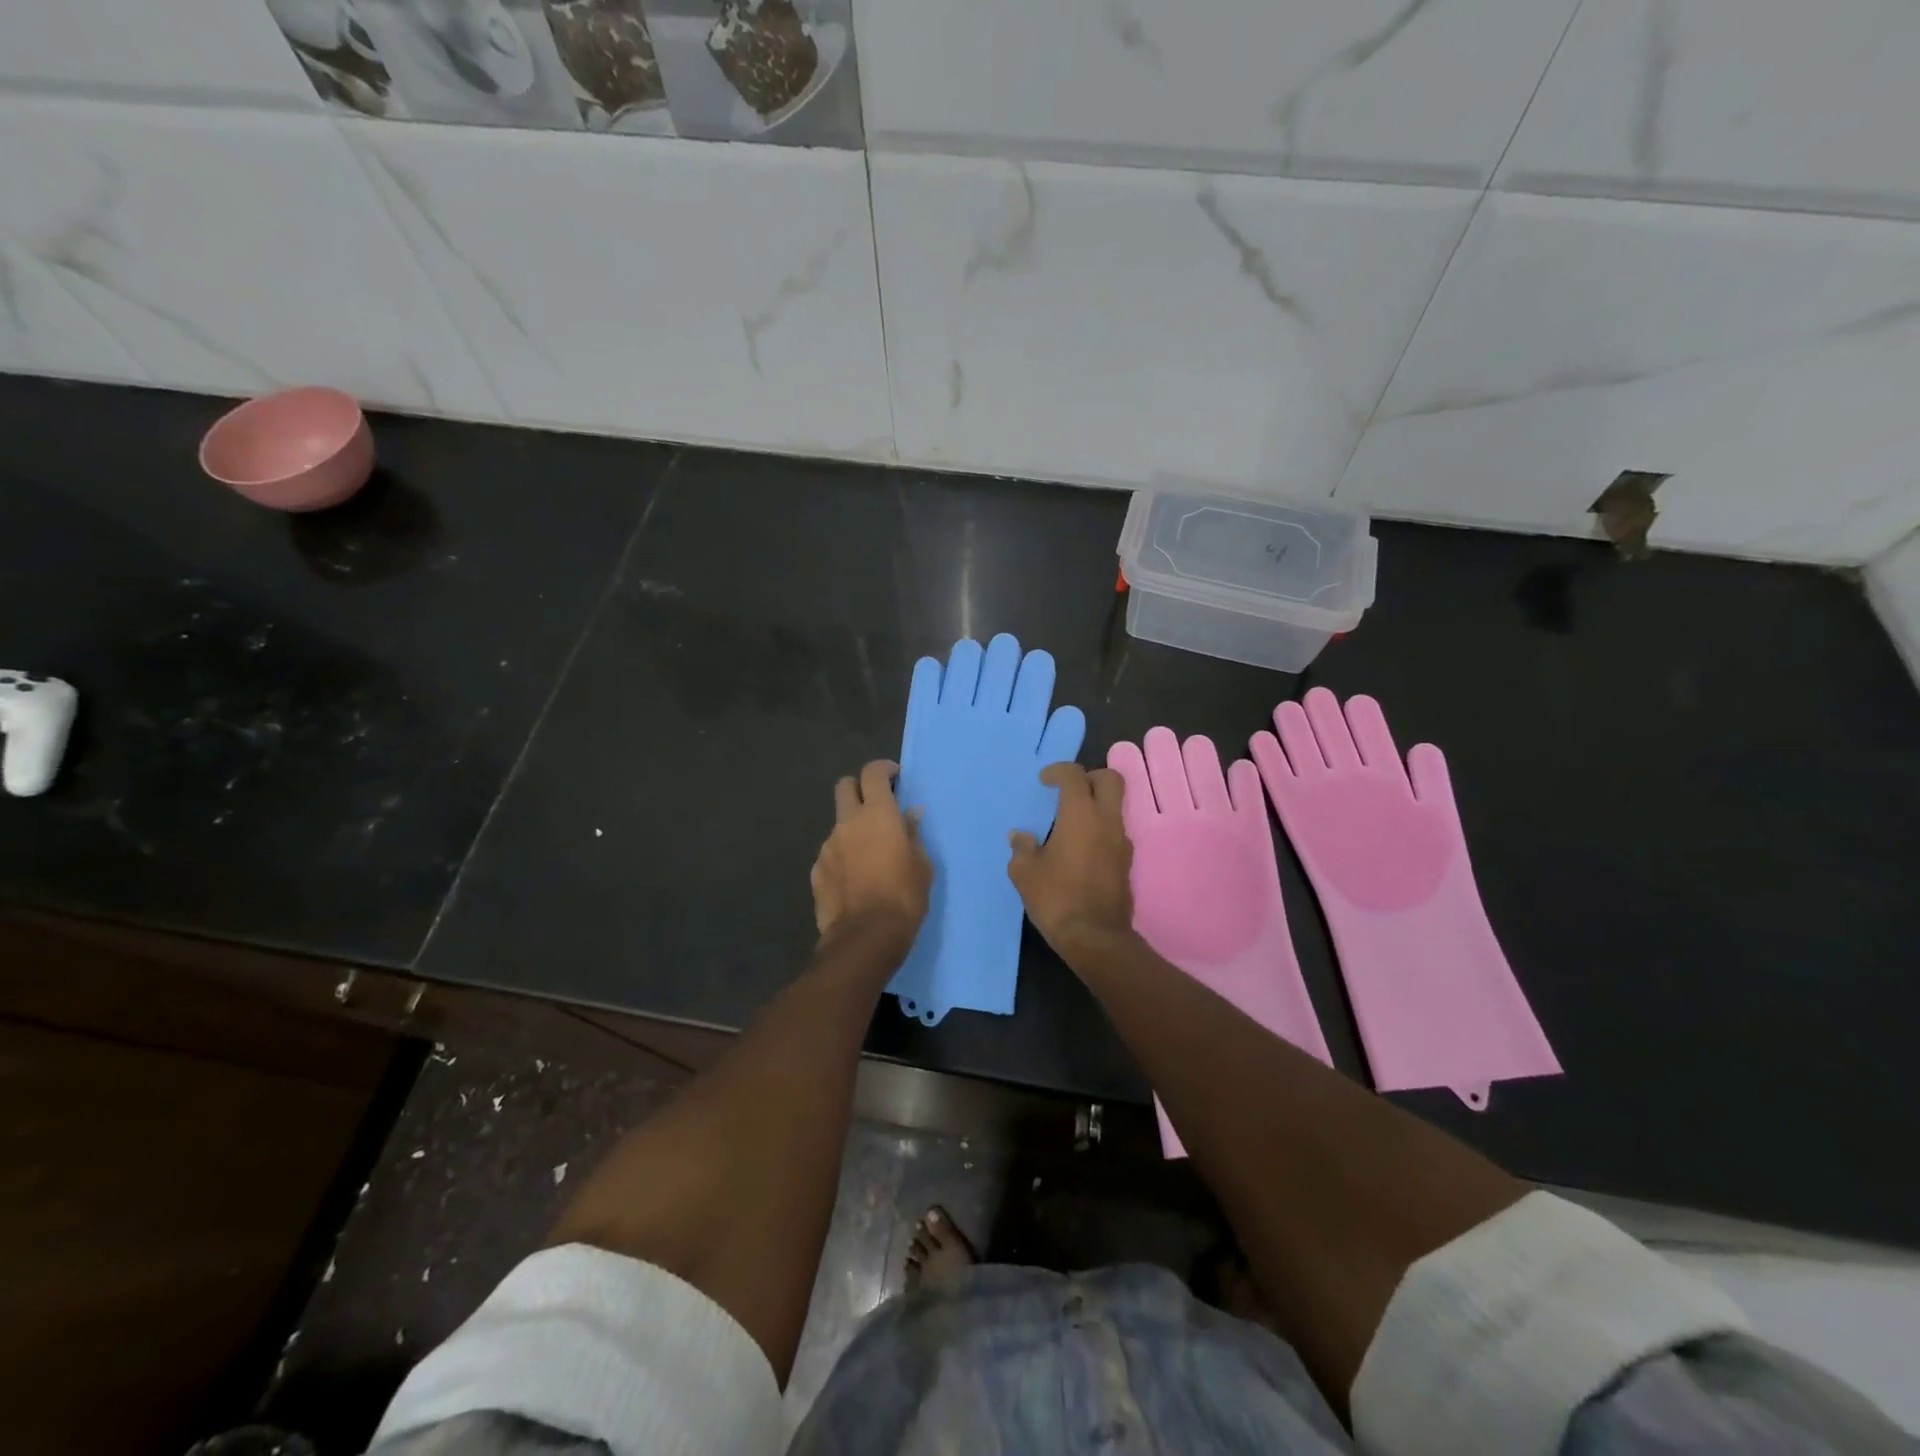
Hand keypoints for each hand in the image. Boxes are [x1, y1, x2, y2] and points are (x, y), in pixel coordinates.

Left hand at [811, 760, 931, 946]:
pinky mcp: (817, 870)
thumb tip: (910, 815)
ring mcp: (828, 846)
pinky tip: (854, 880)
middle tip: (876, 806)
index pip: (873, 773)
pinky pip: (831, 853)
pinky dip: (843, 857)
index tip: (895, 779)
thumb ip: (913, 834)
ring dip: (852, 829)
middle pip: (845, 786)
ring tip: (869, 857)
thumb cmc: (904, 897)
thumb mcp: (921, 865)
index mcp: (878, 814)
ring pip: (838, 824)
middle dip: (859, 788)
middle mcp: (848, 822)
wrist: (866, 937)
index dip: (883, 770)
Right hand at [1007, 763, 1136, 961]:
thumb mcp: (1025, 873)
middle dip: (1089, 777)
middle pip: (1110, 779)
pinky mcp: (1126, 862)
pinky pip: (1114, 832)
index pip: (1074, 775)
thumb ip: (1022, 848)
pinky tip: (1079, 850)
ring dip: (1095, 805)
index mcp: (1081, 815)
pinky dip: (1099, 829)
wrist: (1095, 938)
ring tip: (1069, 824)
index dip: (1058, 771)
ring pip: (1115, 806)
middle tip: (1068, 792)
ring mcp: (1121, 842)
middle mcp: (1106, 821)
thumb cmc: (1056, 898)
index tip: (1044, 782)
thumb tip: (1020, 837)